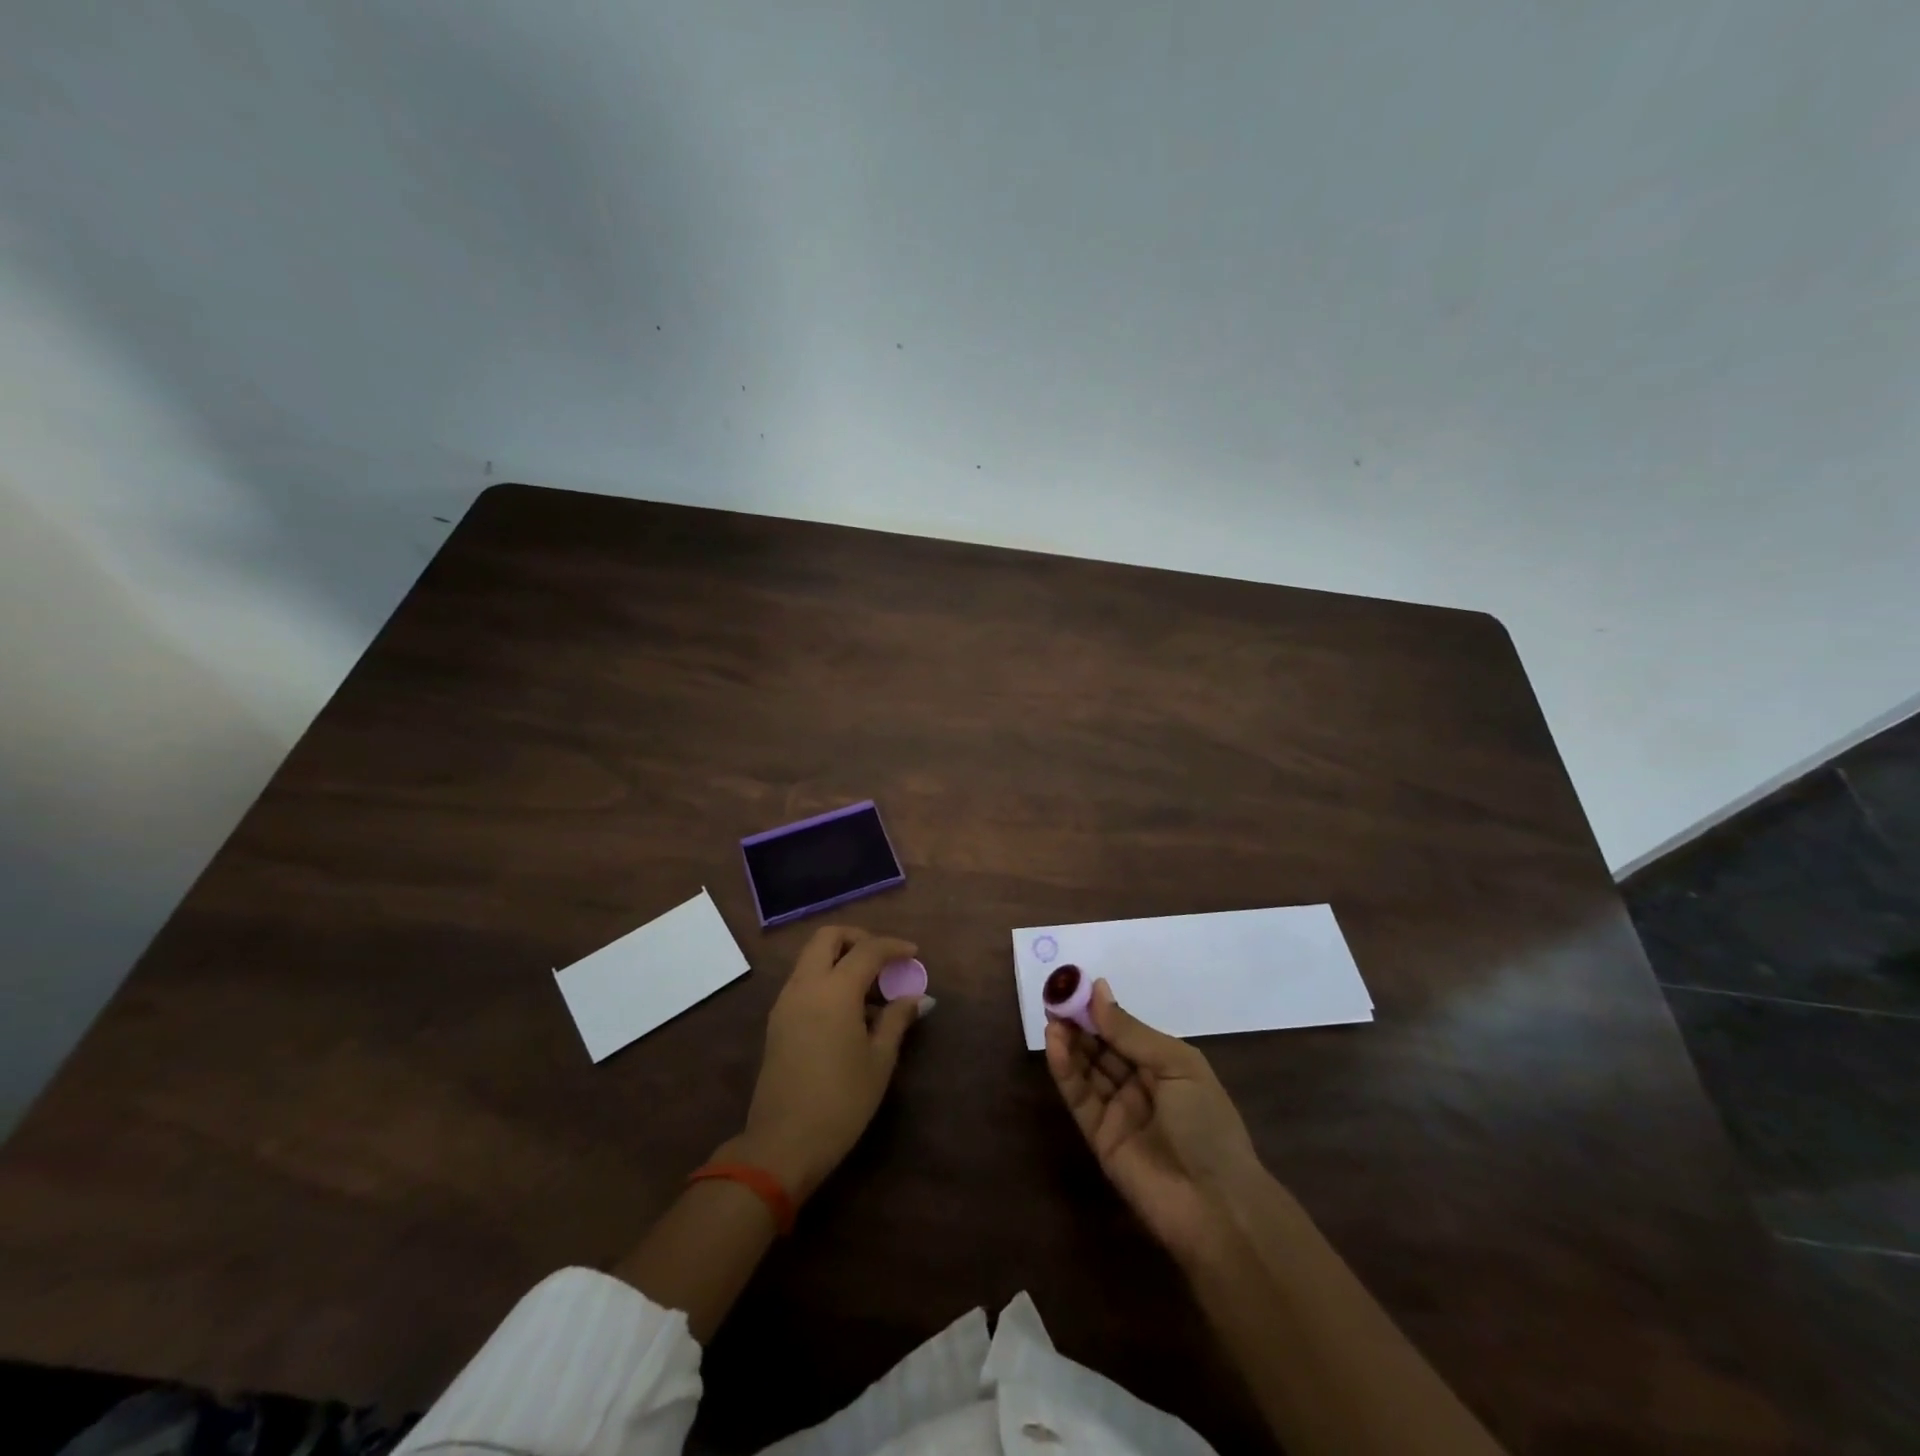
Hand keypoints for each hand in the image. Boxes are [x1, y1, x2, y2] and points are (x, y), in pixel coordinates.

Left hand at [725, 925, 926, 1203]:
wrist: (783, 1143)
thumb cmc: (841, 1102)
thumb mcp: (879, 1060)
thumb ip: (896, 1020)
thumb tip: (915, 998)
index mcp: (835, 990)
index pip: (867, 950)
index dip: (893, 946)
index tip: (913, 954)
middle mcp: (806, 985)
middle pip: (828, 937)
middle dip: (857, 938)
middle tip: (882, 960)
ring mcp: (786, 1001)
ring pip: (811, 957)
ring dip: (839, 957)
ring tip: (868, 988)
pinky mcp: (777, 1020)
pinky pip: (803, 980)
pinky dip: (825, 977)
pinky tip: (847, 1009)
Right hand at [1046, 979, 1266, 1263]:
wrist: (1215, 1205)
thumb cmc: (1207, 1124)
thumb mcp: (1177, 1066)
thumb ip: (1131, 1032)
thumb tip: (1098, 991)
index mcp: (1165, 1066)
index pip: (1125, 1031)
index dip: (1101, 1009)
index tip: (1076, 984)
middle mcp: (1139, 1085)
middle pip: (1102, 1047)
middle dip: (1079, 1021)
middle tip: (1056, 996)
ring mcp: (1118, 1112)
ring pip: (1087, 1069)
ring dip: (1069, 1041)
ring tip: (1052, 1015)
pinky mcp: (1098, 1137)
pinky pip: (1079, 1097)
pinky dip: (1065, 1069)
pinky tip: (1055, 1043)